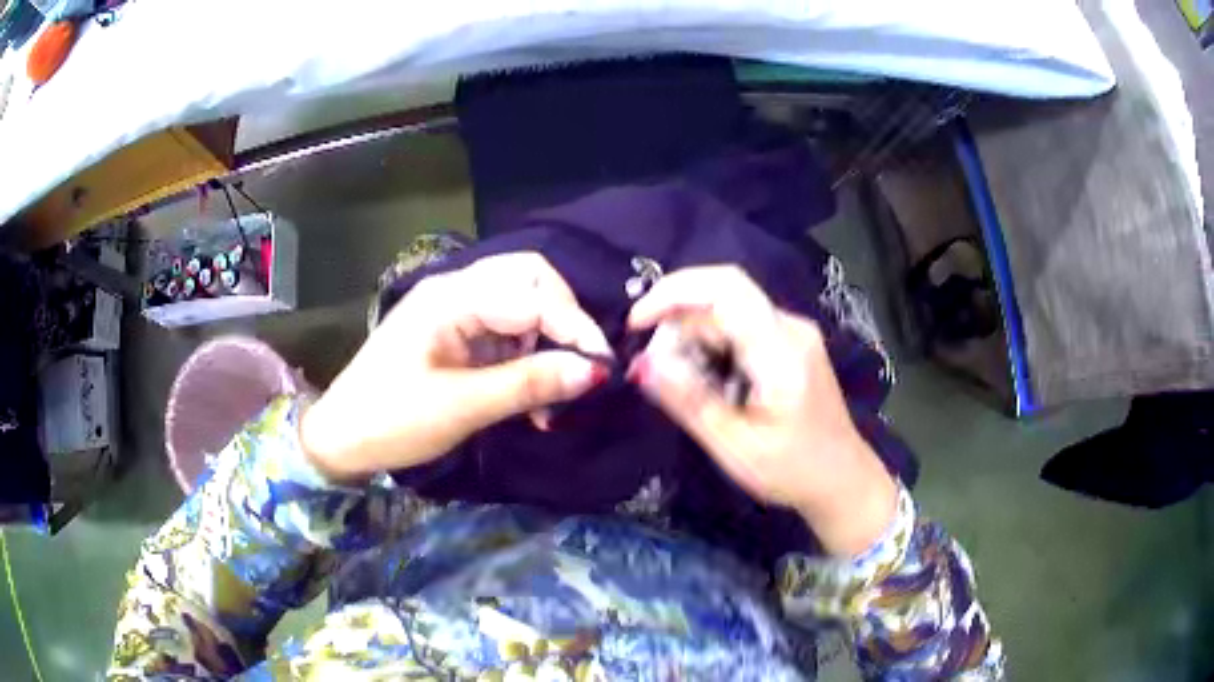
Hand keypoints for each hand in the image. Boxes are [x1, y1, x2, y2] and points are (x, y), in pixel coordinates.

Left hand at [301, 253, 610, 481]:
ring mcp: (454, 310)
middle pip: (530, 280)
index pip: (532, 293)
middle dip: (563, 320)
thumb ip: (529, 384)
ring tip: (552, 397)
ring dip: (547, 343)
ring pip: (522, 304)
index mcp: (450, 298)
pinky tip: (531, 396)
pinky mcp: (455, 332)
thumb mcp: (462, 407)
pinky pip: (505, 330)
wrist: (341, 439)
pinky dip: (527, 356)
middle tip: (578, 368)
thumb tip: (594, 372)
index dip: (574, 326)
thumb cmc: (391, 421)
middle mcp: (455, 290)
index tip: (603, 368)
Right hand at [628, 266, 897, 555]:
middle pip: (722, 297)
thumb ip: (689, 401)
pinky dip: (712, 345)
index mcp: (782, 352)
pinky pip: (741, 326)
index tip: (636, 324)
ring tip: (685, 385)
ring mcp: (793, 332)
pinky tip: (711, 383)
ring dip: (694, 337)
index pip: (725, 289)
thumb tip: (640, 364)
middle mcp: (791, 328)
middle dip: (678, 323)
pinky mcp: (790, 341)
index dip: (673, 293)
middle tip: (658, 369)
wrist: (843, 478)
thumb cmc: (792, 470)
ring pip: (728, 311)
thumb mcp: (734, 446)